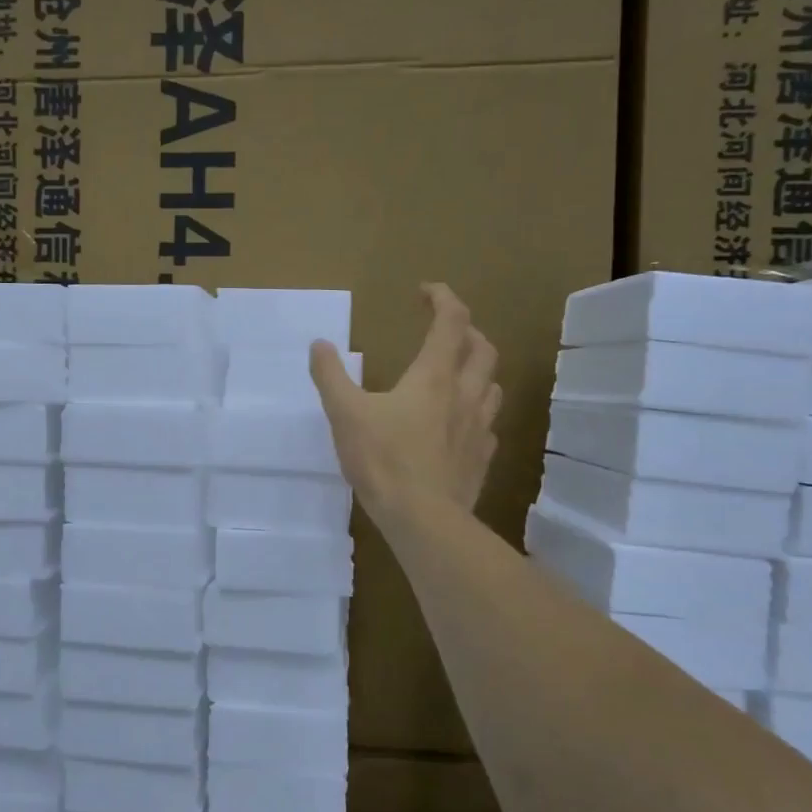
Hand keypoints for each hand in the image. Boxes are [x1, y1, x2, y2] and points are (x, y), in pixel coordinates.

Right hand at [310, 283, 501, 527]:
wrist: (423, 519)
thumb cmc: (383, 460)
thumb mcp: (345, 414)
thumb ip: (331, 376)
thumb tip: (319, 344)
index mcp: (434, 376)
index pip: (451, 321)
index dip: (442, 298)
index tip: (424, 292)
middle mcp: (465, 394)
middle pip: (482, 348)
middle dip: (466, 331)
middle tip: (444, 332)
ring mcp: (479, 428)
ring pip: (492, 386)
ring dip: (477, 371)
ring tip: (457, 375)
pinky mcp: (481, 459)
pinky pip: (487, 426)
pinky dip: (475, 413)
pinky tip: (459, 427)